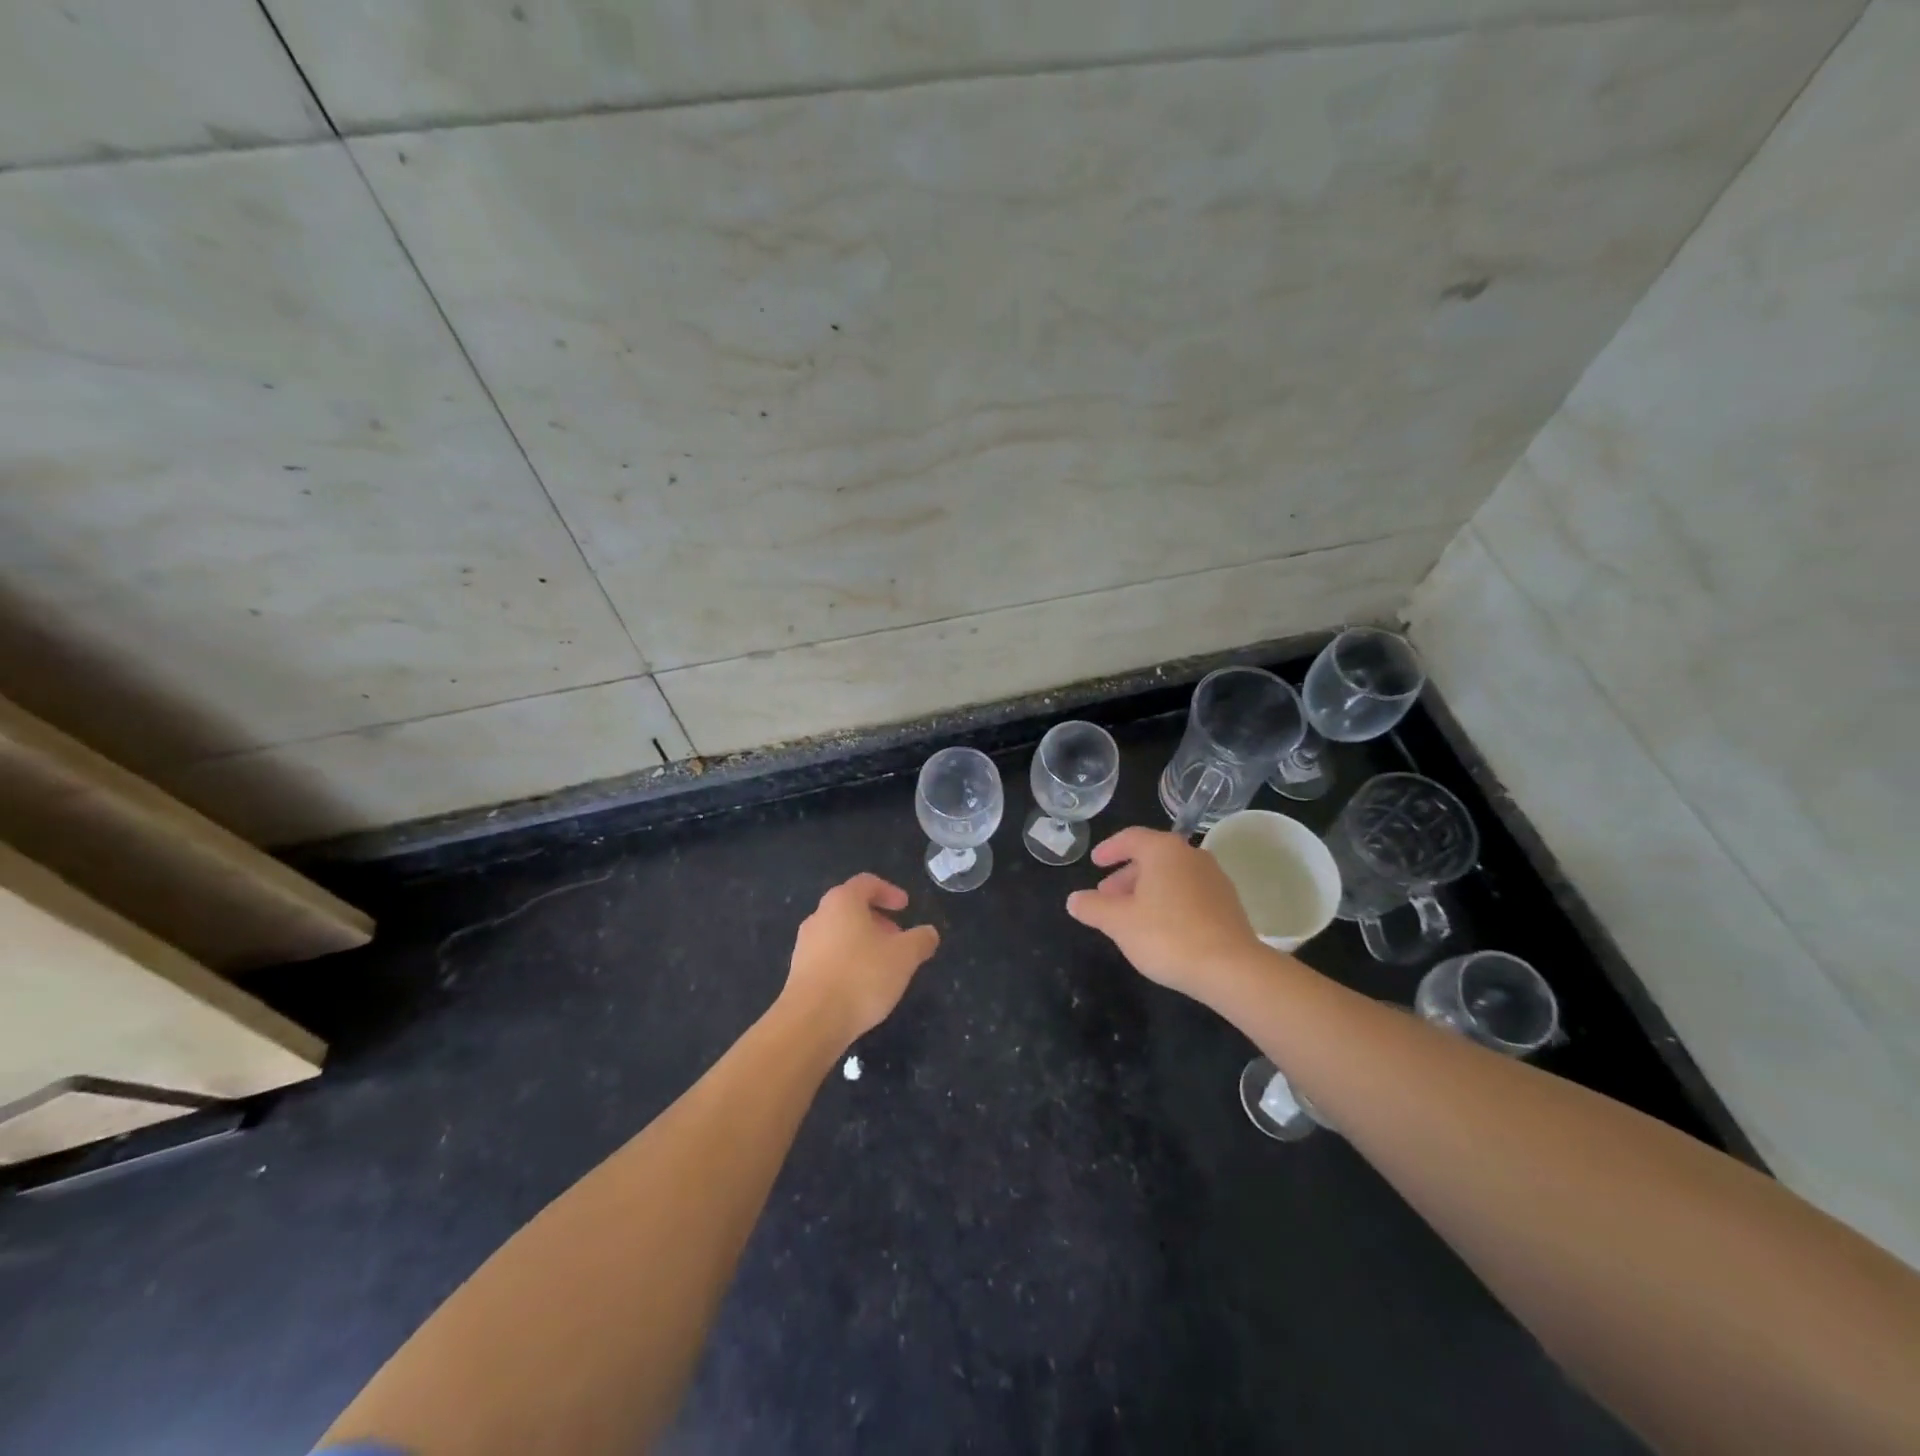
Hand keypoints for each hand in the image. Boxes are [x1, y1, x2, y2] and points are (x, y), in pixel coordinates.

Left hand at [783, 873, 940, 1045]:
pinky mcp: (798, 972)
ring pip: (839, 933)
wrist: (811, 1021)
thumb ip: (920, 940)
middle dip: (877, 920)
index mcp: (842, 902)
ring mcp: (805, 945)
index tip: (905, 907)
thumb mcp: (904, 957)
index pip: (866, 883)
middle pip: (851, 908)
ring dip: (862, 942)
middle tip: (898, 938)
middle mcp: (819, 916)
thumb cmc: (861, 976)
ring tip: (883, 965)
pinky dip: (847, 961)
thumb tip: (929, 933)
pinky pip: (828, 956)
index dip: (889, 891)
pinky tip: (861, 986)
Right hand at [1065, 827, 1262, 1000]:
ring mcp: (1214, 878)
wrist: (1231, 969)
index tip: (1094, 863)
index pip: (1130, 838)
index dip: (1109, 850)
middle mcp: (1191, 855)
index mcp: (1163, 850)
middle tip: (1106, 896)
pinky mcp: (1228, 903)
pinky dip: (1169, 901)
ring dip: (1147, 890)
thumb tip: (1074, 899)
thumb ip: (1092, 907)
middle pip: (1152, 857)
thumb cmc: (1167, 936)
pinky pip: (1189, 892)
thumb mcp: (1118, 922)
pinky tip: (1160, 928)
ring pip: (1171, 876)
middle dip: (1126, 876)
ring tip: (1130, 915)